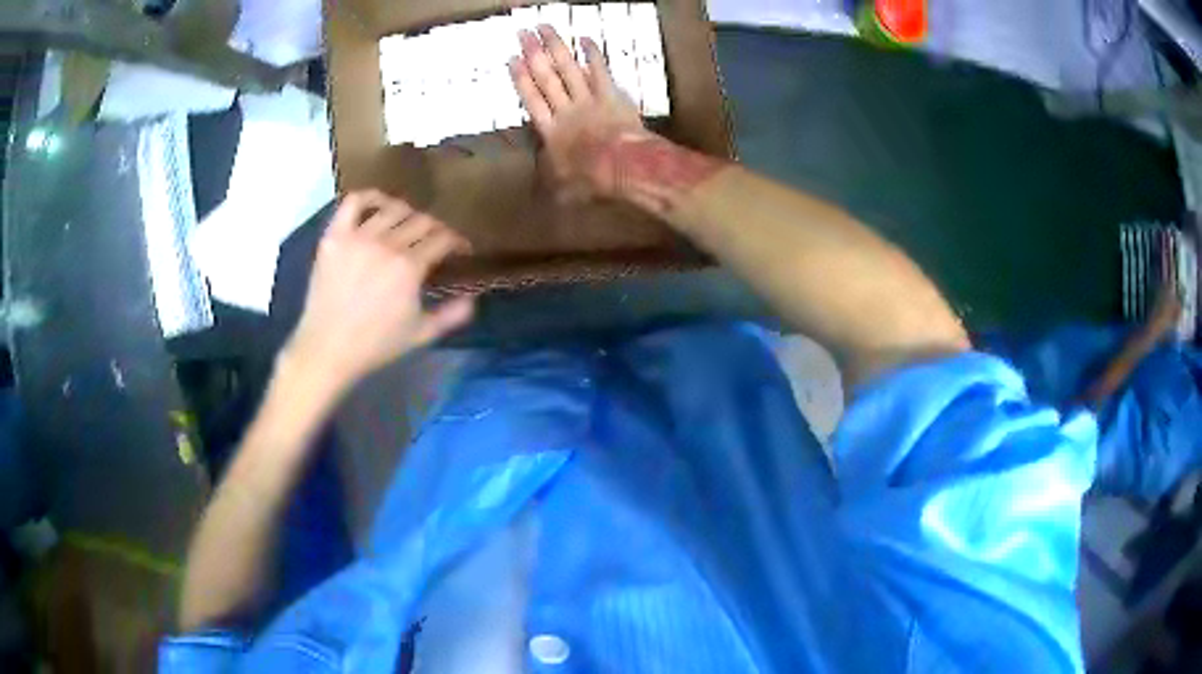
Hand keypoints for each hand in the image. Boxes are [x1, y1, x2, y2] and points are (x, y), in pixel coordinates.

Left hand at [283, 191, 474, 393]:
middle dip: (435, 229)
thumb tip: (473, 298)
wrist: (327, 348)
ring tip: (407, 225)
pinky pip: (354, 202)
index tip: (459, 250)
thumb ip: (451, 315)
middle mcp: (386, 244)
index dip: (456, 242)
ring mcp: (357, 237)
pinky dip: (369, 197)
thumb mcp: (420, 334)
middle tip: (434, 241)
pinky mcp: (334, 236)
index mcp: (409, 268)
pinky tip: (378, 205)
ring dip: (407, 214)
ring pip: (392, 209)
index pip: (443, 239)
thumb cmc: (375, 345)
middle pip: (421, 220)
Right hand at [509, 25, 650, 201]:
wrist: (625, 167)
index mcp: (551, 132)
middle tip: (522, 32)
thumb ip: (554, 184)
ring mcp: (588, 100)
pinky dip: (593, 55)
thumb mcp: (566, 188)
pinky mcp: (610, 95)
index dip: (521, 79)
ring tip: (545, 27)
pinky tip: (585, 39)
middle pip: (545, 77)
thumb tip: (545, 197)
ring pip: (568, 68)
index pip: (531, 100)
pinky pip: (600, 71)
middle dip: (533, 53)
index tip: (512, 59)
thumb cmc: (593, 180)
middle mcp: (565, 110)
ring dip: (556, 46)